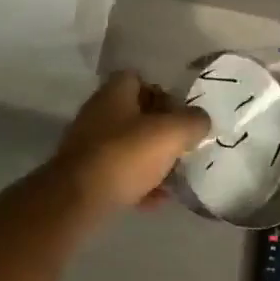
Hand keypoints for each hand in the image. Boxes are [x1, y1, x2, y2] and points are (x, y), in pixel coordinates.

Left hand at [49, 72, 209, 213]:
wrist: (78, 199)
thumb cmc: (125, 155)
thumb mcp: (171, 133)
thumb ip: (193, 122)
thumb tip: (201, 120)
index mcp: (114, 93)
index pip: (139, 79)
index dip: (163, 92)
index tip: (181, 114)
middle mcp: (98, 113)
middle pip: (135, 115)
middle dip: (160, 130)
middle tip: (182, 146)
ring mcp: (88, 145)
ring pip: (128, 146)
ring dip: (151, 160)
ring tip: (174, 177)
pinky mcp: (85, 175)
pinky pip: (119, 174)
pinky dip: (138, 184)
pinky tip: (155, 201)